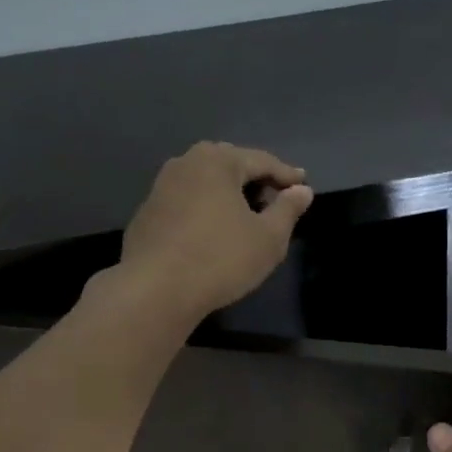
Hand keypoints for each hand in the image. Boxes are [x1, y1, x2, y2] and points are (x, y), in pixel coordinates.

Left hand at [118, 142, 313, 321]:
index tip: (304, 186)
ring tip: (247, 215)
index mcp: (217, 161)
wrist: (155, 290)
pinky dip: (206, 209)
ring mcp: (160, 187)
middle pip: (230, 165)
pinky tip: (214, 232)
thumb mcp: (269, 238)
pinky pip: (187, 202)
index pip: (262, 161)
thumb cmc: (221, 259)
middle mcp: (185, 163)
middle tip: (276, 198)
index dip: (287, 175)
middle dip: (255, 179)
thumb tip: (302, 190)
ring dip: (229, 194)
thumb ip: (288, 209)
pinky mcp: (147, 213)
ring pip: (205, 183)